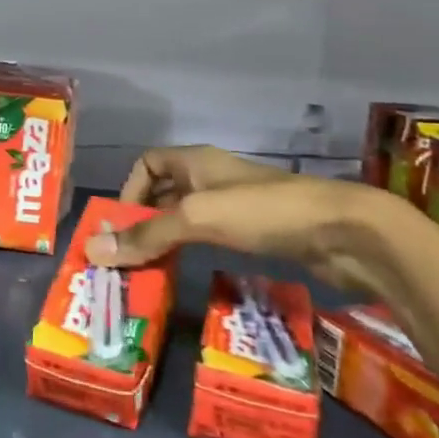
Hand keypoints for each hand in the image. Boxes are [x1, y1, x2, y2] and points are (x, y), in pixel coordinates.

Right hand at [89, 144, 423, 299]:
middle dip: (143, 221)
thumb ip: (148, 234)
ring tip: (149, 274)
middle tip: (126, 259)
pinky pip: (212, 238)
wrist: (345, 233)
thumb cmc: (265, 213)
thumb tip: (93, 250)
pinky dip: (195, 253)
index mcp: (196, 161)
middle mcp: (212, 178)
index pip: (148, 163)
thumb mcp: (198, 218)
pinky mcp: (258, 233)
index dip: (129, 190)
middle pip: (164, 192)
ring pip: (188, 218)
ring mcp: (237, 206)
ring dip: (168, 241)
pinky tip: (189, 276)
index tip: (121, 228)